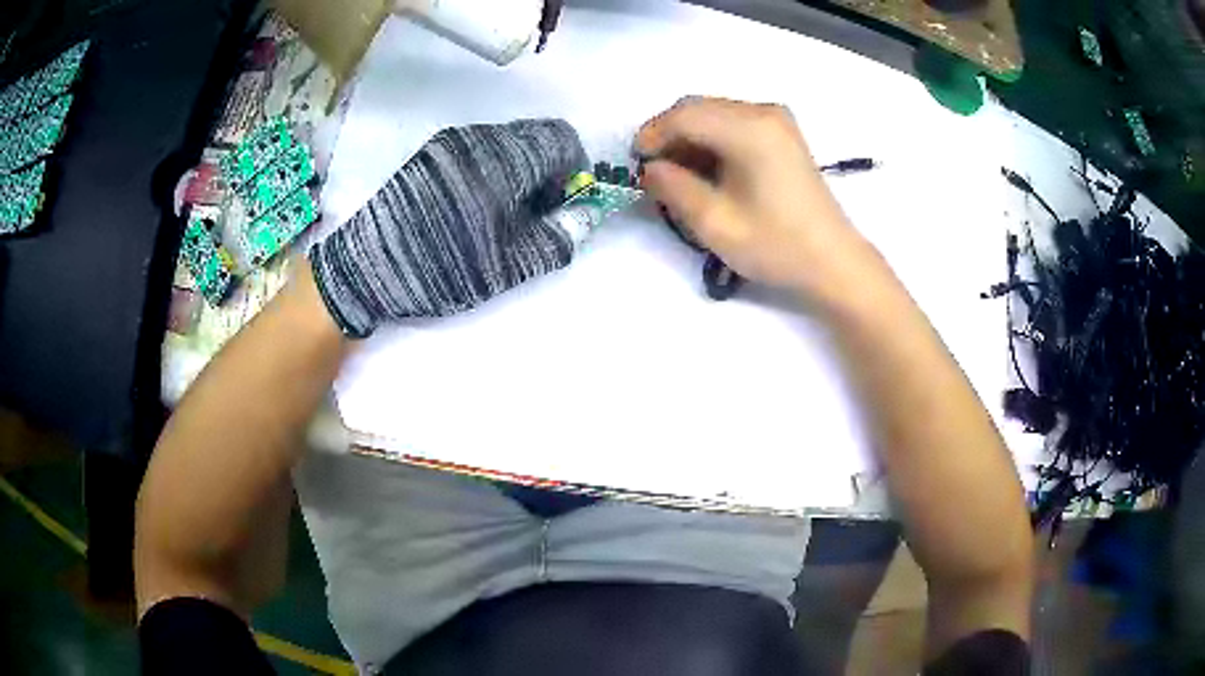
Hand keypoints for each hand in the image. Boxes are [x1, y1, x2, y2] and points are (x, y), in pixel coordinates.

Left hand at [310, 119, 586, 336]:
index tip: (567, 206)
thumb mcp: (509, 265)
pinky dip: (495, 171)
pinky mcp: (431, 154)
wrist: (365, 269)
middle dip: (550, 171)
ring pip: (508, 143)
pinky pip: (480, 150)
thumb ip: (559, 237)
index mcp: (503, 158)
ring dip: (522, 172)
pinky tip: (477, 208)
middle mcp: (479, 137)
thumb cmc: (442, 267)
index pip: (563, 139)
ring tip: (505, 216)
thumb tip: (588, 214)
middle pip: (536, 137)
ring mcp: (450, 142)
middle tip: (539, 216)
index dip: (577, 171)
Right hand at [636, 97, 882, 307]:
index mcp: (750, 129)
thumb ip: (674, 189)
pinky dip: (712, 141)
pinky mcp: (782, 133)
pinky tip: (706, 170)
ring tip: (677, 176)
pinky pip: (733, 123)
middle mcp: (764, 112)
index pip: (685, 114)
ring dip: (689, 138)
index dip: (653, 134)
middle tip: (653, 171)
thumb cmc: (777, 246)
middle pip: (699, 108)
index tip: (636, 163)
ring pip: (714, 114)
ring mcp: (776, 120)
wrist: (833, 260)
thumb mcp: (716, 223)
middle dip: (669, 135)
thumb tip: (650, 169)